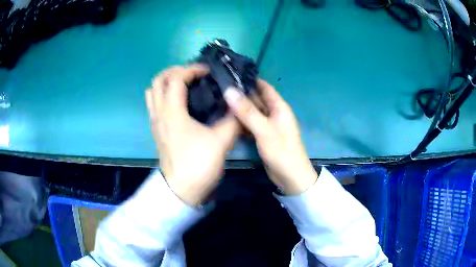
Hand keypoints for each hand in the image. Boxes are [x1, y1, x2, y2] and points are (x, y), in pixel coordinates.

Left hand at [145, 65, 239, 205]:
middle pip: (157, 81)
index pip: (176, 78)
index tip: (208, 71)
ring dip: (167, 83)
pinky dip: (164, 96)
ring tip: (185, 85)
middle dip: (175, 71)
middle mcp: (159, 113)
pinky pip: (154, 104)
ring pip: (152, 92)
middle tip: (193, 74)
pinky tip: (181, 103)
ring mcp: (156, 122)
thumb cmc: (198, 165)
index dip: (192, 69)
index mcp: (172, 112)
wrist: (180, 190)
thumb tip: (239, 106)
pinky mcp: (157, 131)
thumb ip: (233, 120)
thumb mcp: (221, 142)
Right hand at [223, 80, 317, 194]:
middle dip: (240, 94)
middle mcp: (273, 113)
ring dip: (238, 108)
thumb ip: (247, 111)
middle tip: (218, 88)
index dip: (249, 80)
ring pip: (251, 112)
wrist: (290, 177)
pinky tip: (225, 119)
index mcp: (279, 107)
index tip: (230, 74)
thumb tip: (229, 91)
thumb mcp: (264, 130)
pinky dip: (240, 121)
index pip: (263, 87)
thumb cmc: (282, 151)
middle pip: (255, 99)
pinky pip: (249, 124)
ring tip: (217, 100)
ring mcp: (267, 125)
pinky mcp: (262, 136)